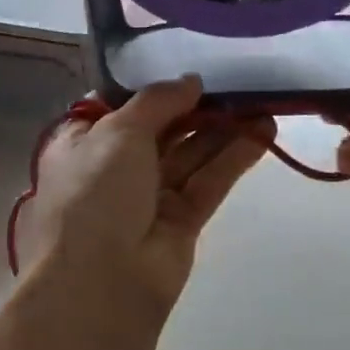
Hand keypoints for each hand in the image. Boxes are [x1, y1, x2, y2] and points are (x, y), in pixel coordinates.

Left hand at [17, 76, 274, 325]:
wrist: (100, 282)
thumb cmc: (95, 192)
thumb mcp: (118, 131)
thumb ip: (158, 101)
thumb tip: (191, 81)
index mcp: (83, 142)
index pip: (121, 107)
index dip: (154, 88)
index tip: (190, 67)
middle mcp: (115, 167)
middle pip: (163, 129)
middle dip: (199, 108)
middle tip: (240, 82)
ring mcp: (149, 196)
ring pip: (192, 154)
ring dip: (225, 130)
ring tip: (265, 103)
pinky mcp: (182, 221)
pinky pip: (210, 181)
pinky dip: (235, 157)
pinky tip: (265, 132)